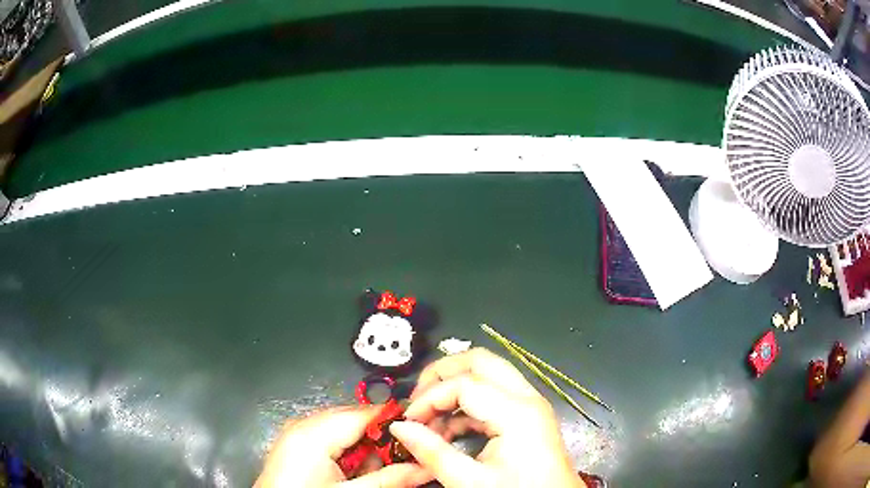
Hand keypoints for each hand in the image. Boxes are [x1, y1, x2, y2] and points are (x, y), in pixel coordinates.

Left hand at [255, 406, 431, 487]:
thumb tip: (427, 468)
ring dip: (366, 451)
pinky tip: (354, 475)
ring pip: (344, 433)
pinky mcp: (295, 446)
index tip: (423, 431)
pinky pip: (330, 441)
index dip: (396, 421)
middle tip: (405, 461)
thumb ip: (389, 479)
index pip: (364, 413)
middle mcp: (303, 425)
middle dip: (382, 441)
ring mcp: (297, 435)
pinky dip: (348, 456)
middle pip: (355, 422)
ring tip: (376, 473)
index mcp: (314, 432)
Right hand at [389, 348, 585, 487]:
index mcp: (517, 412)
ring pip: (487, 376)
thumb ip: (432, 452)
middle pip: (480, 362)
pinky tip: (449, 431)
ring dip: (454, 389)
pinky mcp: (528, 417)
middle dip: (442, 374)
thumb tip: (400, 428)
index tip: (409, 420)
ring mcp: (530, 406)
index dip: (429, 398)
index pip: (463, 384)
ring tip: (430, 419)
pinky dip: (467, 406)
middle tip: (417, 398)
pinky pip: (493, 397)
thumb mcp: (470, 481)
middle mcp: (527, 399)